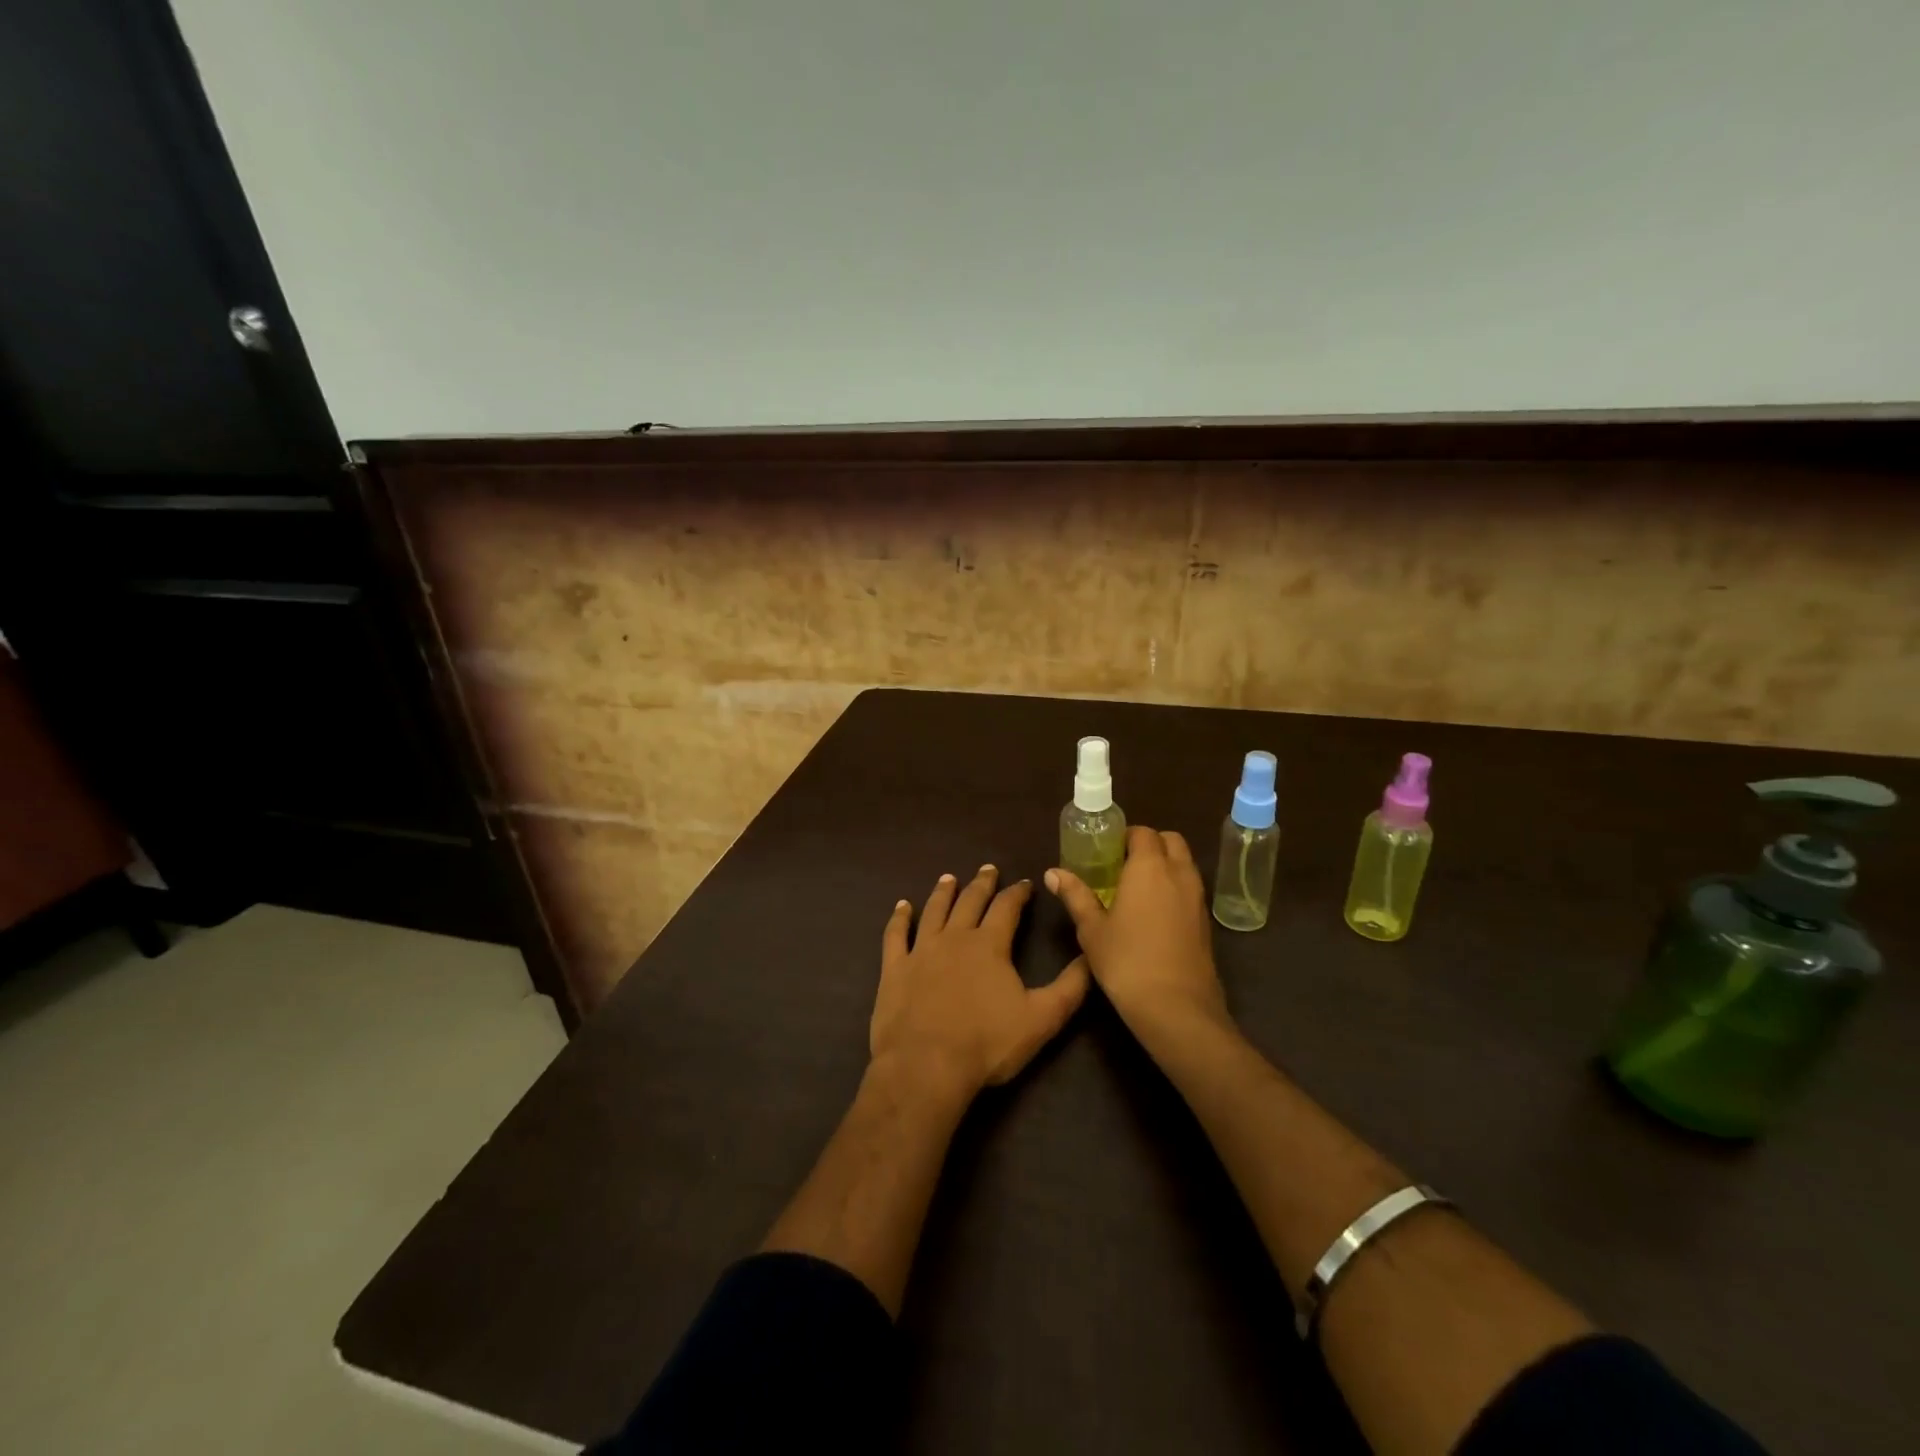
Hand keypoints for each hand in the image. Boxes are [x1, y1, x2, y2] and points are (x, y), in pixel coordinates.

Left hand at [871, 865, 1090, 1100]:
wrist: (925, 1066)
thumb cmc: (986, 1043)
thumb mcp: (1042, 1019)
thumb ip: (1070, 987)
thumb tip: (1090, 956)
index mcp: (990, 945)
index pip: (1007, 908)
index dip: (1017, 893)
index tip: (1025, 883)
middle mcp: (955, 937)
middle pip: (970, 901)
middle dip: (982, 883)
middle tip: (988, 869)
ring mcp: (921, 950)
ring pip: (934, 910)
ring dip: (943, 892)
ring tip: (949, 878)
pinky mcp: (894, 968)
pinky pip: (896, 935)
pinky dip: (899, 918)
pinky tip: (902, 906)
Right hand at [1046, 826, 1228, 1031]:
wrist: (1177, 1008)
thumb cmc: (1126, 962)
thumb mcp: (1092, 929)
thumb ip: (1075, 896)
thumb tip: (1053, 873)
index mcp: (1149, 867)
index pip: (1142, 833)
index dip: (1125, 837)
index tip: (1106, 852)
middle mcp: (1179, 874)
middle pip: (1171, 841)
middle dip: (1150, 845)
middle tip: (1123, 865)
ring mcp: (1198, 898)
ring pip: (1184, 864)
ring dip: (1165, 865)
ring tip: (1136, 889)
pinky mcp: (1206, 922)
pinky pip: (1191, 889)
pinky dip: (1175, 888)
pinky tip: (1154, 914)